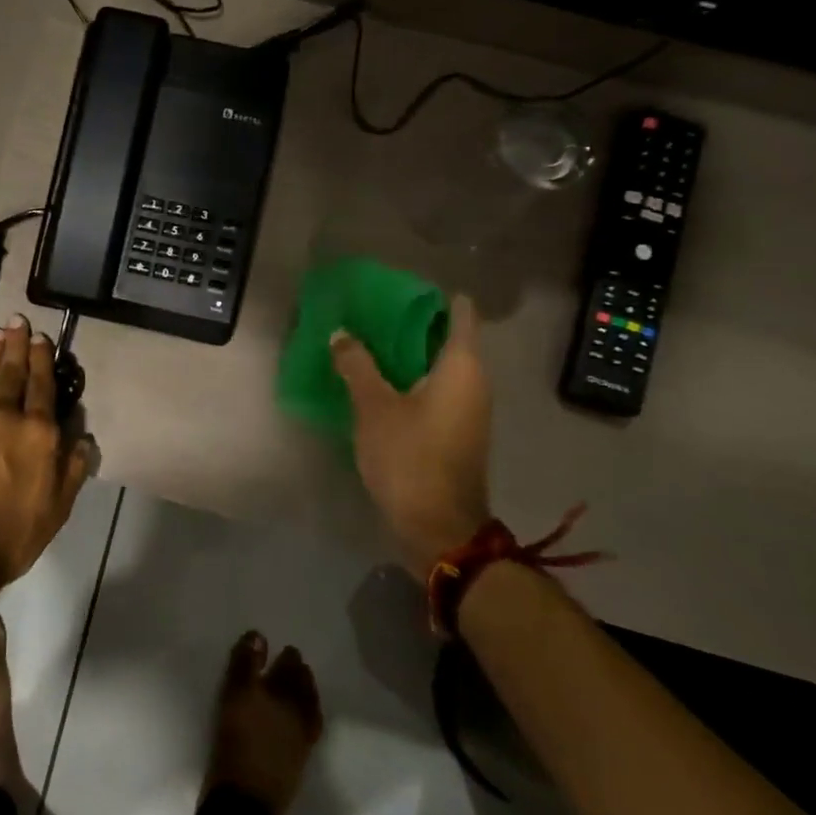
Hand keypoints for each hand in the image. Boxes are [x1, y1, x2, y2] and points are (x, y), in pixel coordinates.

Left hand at [0, 314, 91, 587]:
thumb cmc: (12, 534)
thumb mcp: (57, 507)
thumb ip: (73, 468)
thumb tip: (82, 437)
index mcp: (37, 433)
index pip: (42, 386)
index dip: (42, 360)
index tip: (41, 339)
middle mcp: (3, 415)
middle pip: (11, 372)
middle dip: (16, 345)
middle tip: (16, 321)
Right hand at [203, 631, 323, 814]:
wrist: (243, 804)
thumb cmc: (235, 744)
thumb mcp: (233, 697)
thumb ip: (245, 664)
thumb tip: (258, 636)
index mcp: (282, 695)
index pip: (287, 667)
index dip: (284, 656)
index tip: (281, 649)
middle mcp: (298, 713)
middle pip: (300, 686)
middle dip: (297, 671)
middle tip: (291, 660)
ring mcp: (301, 738)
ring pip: (307, 706)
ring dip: (304, 691)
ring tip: (297, 683)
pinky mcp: (298, 760)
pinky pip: (308, 728)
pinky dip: (305, 715)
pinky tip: (298, 715)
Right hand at [331, 295, 490, 575]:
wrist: (438, 526)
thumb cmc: (410, 458)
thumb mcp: (374, 407)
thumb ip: (357, 366)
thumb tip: (341, 334)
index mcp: (462, 366)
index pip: (460, 313)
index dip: (433, 296)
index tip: (399, 288)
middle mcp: (474, 381)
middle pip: (447, 337)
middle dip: (411, 323)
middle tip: (370, 311)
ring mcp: (468, 407)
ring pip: (439, 364)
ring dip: (407, 352)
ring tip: (366, 341)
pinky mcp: (456, 429)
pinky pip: (435, 388)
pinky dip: (410, 377)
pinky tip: (377, 380)